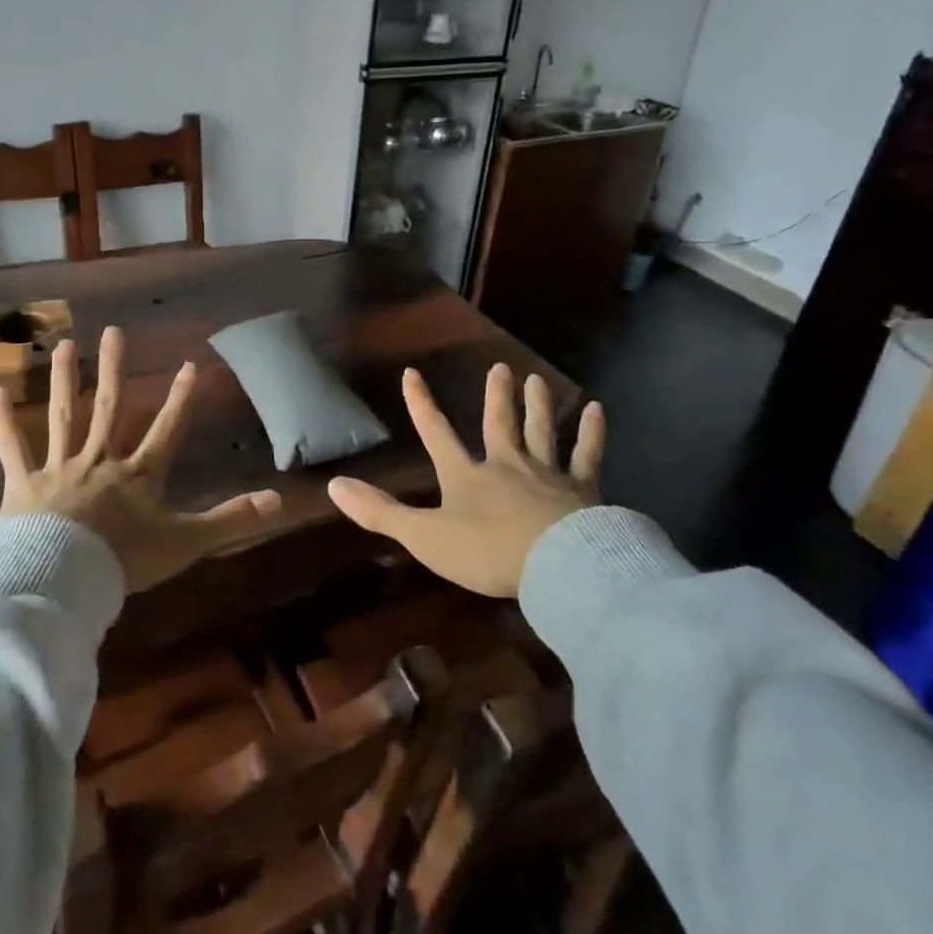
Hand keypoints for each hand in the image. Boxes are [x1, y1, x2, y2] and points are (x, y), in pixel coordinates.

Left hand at [0, 326, 280, 593]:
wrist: (62, 579)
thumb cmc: (125, 560)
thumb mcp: (186, 541)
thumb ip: (231, 519)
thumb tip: (278, 501)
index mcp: (137, 475)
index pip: (166, 429)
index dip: (181, 399)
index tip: (190, 364)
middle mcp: (99, 460)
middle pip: (110, 408)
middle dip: (115, 370)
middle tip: (114, 332)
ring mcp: (59, 468)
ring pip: (63, 416)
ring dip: (65, 380)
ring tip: (65, 345)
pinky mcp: (23, 484)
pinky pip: (12, 449)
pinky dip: (3, 422)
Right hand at [327, 364, 603, 597]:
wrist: (556, 565)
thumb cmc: (485, 552)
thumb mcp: (424, 536)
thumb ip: (380, 512)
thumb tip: (334, 485)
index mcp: (466, 475)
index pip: (436, 433)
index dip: (422, 405)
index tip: (412, 373)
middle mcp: (505, 464)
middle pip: (497, 423)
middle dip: (496, 396)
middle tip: (500, 368)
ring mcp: (546, 473)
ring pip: (540, 431)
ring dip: (537, 405)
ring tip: (535, 379)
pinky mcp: (582, 488)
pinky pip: (586, 454)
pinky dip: (592, 432)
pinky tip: (597, 409)